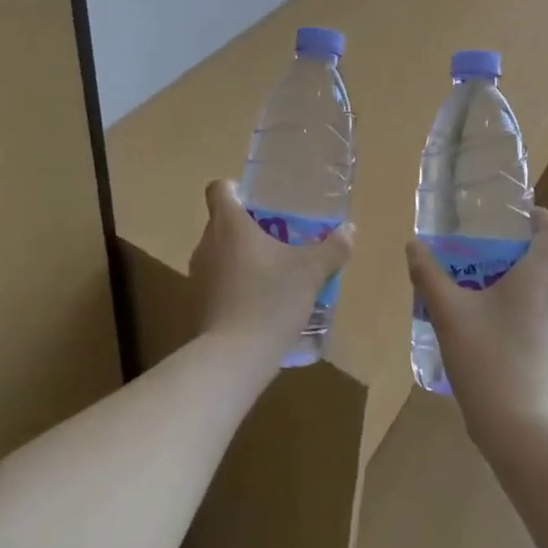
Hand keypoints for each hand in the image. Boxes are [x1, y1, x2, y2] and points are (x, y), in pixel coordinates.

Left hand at [190, 179, 350, 361]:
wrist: (233, 358)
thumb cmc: (270, 300)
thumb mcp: (311, 272)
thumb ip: (332, 248)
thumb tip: (349, 231)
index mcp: (229, 224)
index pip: (219, 189)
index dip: (235, 189)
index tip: (259, 201)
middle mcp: (207, 243)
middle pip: (222, 221)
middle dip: (249, 226)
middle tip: (280, 236)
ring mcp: (199, 275)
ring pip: (220, 252)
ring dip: (242, 257)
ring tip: (274, 271)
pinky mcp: (198, 304)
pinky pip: (218, 281)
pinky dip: (236, 284)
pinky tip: (262, 302)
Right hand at [406, 207, 547, 450]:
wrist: (525, 434)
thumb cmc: (488, 361)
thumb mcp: (449, 314)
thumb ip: (429, 276)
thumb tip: (413, 246)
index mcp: (539, 279)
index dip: (542, 218)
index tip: (520, 216)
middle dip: (519, 256)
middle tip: (483, 260)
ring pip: (546, 298)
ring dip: (520, 291)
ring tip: (483, 302)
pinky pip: (545, 328)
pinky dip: (524, 322)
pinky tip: (495, 344)